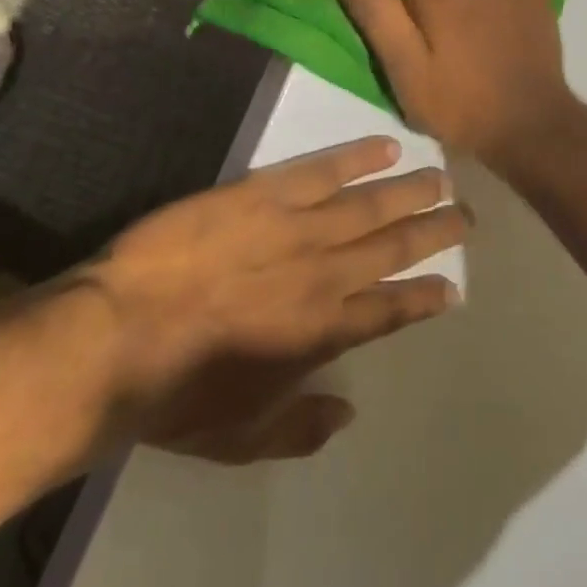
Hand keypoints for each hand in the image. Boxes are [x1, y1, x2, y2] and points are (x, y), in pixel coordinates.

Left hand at [80, 137, 466, 463]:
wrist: (120, 334)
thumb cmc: (176, 393)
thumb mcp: (241, 439)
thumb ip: (301, 427)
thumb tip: (348, 411)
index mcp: (320, 335)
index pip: (388, 312)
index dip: (423, 298)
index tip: (452, 286)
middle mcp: (322, 276)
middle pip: (390, 249)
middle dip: (432, 233)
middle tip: (465, 216)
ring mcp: (294, 228)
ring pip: (367, 205)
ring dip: (409, 192)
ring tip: (443, 179)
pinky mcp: (261, 193)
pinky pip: (320, 169)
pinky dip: (357, 157)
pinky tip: (386, 147)